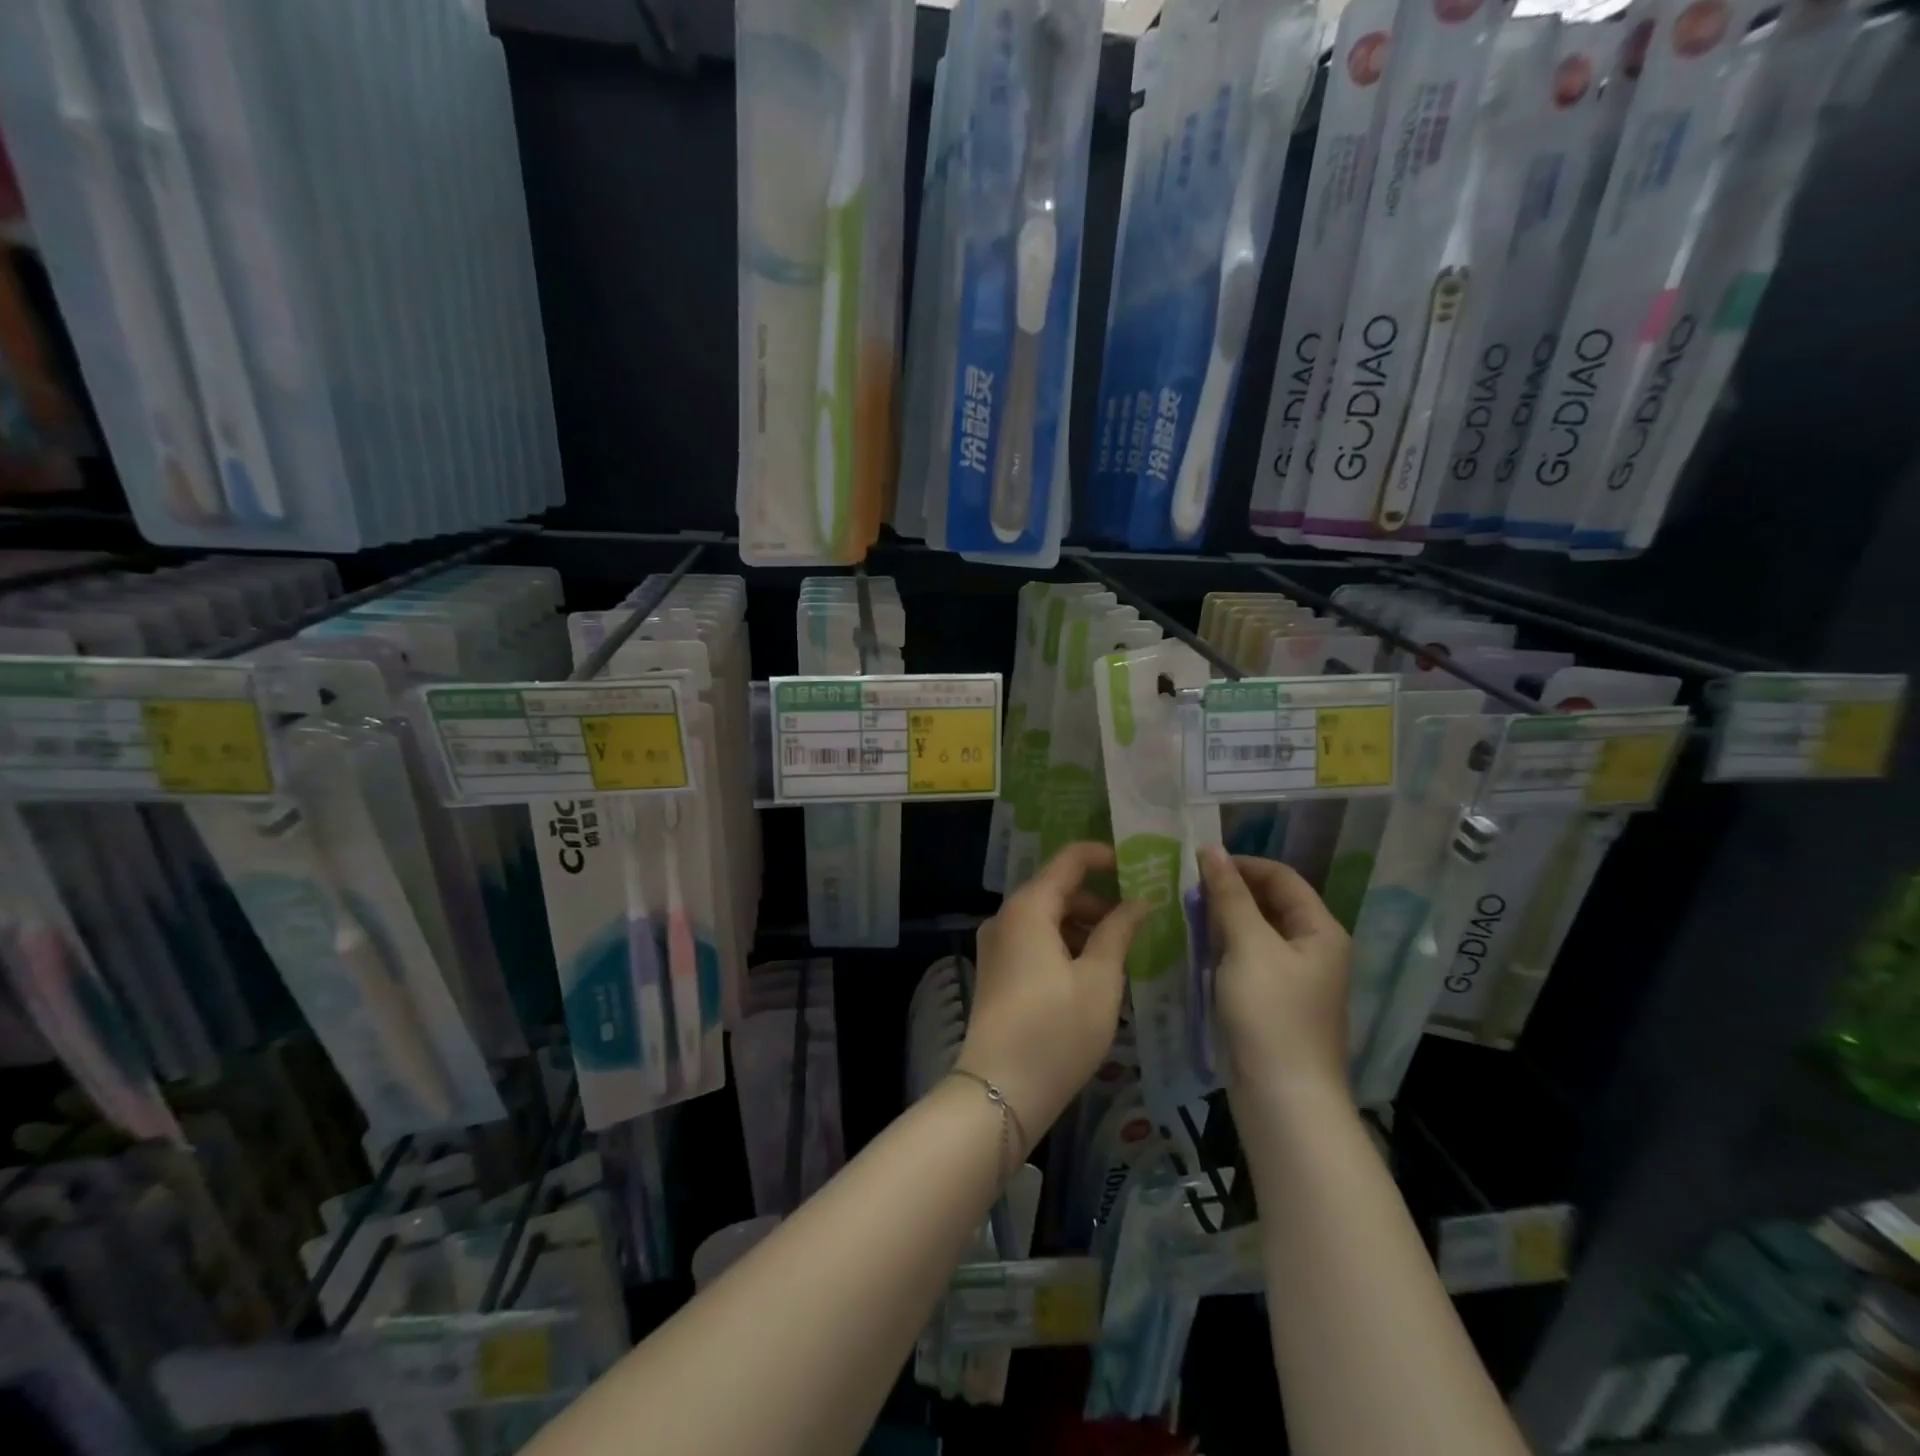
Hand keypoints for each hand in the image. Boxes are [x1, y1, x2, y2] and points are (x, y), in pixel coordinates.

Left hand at [959, 842, 1148, 1146]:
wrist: (999, 1091)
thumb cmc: (1056, 1030)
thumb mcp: (1100, 979)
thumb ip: (1118, 932)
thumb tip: (1138, 902)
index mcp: (1029, 907)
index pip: (1069, 860)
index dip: (1104, 856)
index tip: (1139, 867)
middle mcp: (1006, 917)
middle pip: (1057, 890)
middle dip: (1099, 900)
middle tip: (1140, 920)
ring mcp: (996, 945)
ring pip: (1047, 918)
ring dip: (1083, 926)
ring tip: (1121, 951)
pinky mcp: (996, 971)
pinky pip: (1034, 941)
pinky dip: (1064, 945)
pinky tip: (1091, 972)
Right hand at [1198, 846, 1351, 1105]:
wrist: (1283, 1098)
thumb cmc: (1270, 1014)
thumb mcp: (1248, 946)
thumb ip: (1230, 896)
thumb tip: (1212, 850)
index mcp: (1320, 930)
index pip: (1281, 877)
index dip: (1242, 864)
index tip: (1197, 862)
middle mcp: (1312, 949)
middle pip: (1270, 903)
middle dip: (1229, 891)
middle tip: (1184, 887)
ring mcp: (1293, 978)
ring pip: (1255, 932)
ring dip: (1222, 919)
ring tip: (1183, 912)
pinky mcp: (1273, 1001)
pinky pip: (1248, 959)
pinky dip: (1223, 948)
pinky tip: (1195, 948)